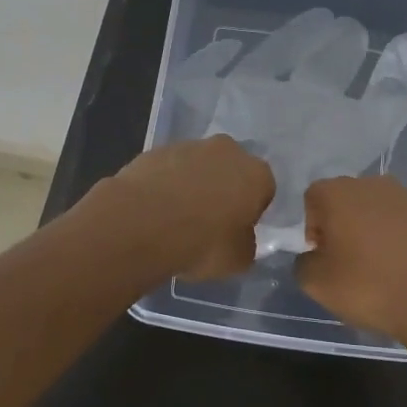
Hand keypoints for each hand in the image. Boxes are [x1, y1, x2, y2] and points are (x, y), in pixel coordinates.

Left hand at [99, 135, 274, 279]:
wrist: (142, 223)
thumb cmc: (202, 243)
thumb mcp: (238, 260)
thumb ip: (245, 244)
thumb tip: (239, 238)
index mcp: (256, 174)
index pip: (264, 190)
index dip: (251, 211)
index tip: (237, 230)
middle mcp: (227, 151)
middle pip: (230, 169)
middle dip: (223, 189)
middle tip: (208, 221)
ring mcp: (188, 146)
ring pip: (198, 166)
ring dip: (192, 185)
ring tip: (175, 218)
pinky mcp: (155, 150)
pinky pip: (168, 169)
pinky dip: (165, 184)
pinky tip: (154, 210)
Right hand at [297, 174, 406, 349]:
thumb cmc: (369, 287)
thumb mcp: (317, 284)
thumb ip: (302, 262)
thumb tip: (313, 255)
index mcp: (337, 192)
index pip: (311, 199)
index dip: (311, 228)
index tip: (322, 256)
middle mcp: (370, 183)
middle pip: (342, 200)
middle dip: (338, 225)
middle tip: (344, 261)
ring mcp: (403, 196)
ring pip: (371, 209)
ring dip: (366, 230)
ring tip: (373, 265)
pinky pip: (397, 221)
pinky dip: (391, 237)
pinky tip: (397, 266)